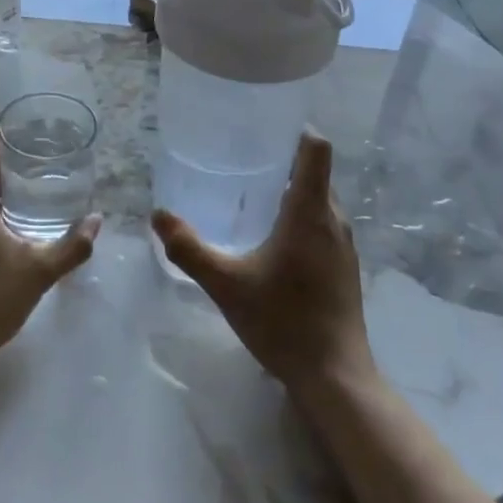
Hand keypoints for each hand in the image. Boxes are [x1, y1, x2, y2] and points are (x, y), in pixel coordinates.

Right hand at [153, 132, 375, 397]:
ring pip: (319, 201)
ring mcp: (344, 245)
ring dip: (290, 191)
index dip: (294, 130)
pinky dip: (299, 217)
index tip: (264, 126)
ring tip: (250, 195)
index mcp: (310, 212)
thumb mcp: (226, 284)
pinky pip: (322, 224)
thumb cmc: (284, 321)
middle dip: (282, 161)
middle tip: (241, 159)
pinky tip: (270, 239)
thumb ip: (189, 248)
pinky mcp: (344, 267)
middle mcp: (334, 220)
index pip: (315, 149)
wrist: (335, 377)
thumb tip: (158, 215)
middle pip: (314, 172)